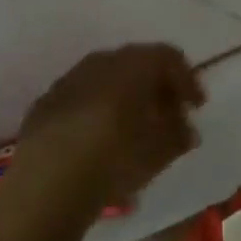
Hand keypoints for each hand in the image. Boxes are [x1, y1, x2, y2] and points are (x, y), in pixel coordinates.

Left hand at [13, 45, 205, 211]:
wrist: (47, 183)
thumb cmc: (116, 157)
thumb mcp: (162, 150)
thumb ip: (180, 134)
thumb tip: (186, 129)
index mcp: (134, 63)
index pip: (169, 57)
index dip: (187, 80)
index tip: (196, 107)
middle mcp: (101, 61)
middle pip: (136, 65)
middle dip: (155, 88)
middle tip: (167, 116)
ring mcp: (68, 80)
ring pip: (106, 80)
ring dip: (124, 98)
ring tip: (132, 130)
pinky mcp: (44, 104)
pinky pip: (81, 99)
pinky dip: (96, 111)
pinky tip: (97, 141)